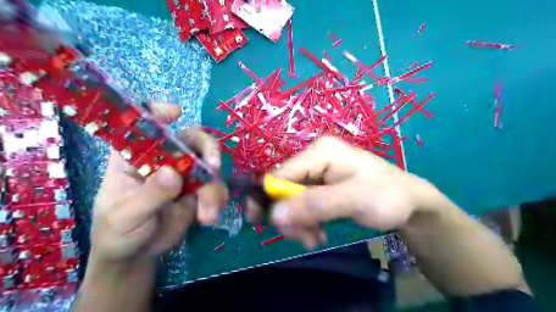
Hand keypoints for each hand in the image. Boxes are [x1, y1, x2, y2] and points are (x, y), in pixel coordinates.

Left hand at [92, 101, 226, 262]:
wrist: (137, 255)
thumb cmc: (117, 232)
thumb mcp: (126, 216)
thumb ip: (149, 195)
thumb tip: (174, 173)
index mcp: (134, 156)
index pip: (144, 124)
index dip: (159, 113)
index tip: (175, 113)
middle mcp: (163, 158)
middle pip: (191, 139)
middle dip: (207, 149)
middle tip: (214, 165)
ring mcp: (184, 173)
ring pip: (209, 165)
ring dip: (213, 187)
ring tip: (208, 214)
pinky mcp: (198, 190)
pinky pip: (215, 186)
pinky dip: (217, 199)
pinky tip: (209, 217)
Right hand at [249, 136, 443, 247]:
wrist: (410, 203)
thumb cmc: (387, 196)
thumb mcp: (354, 199)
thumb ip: (315, 205)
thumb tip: (274, 214)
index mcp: (319, 152)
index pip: (280, 173)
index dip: (267, 197)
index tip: (260, 223)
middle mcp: (313, 159)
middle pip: (282, 188)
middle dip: (289, 215)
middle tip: (305, 236)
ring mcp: (316, 173)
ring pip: (290, 200)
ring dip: (298, 223)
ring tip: (315, 238)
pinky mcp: (321, 187)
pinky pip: (302, 205)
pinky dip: (306, 222)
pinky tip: (318, 232)